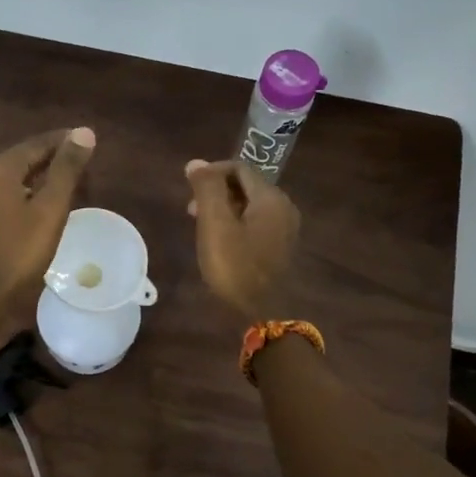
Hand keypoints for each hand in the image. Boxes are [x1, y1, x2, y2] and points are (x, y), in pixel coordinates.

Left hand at [0, 127, 95, 325]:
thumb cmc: (19, 254)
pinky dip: (27, 194)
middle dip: (54, 159)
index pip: (38, 143)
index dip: (66, 141)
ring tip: (70, 183)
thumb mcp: (50, 210)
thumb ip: (67, 169)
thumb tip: (84, 131)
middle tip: (85, 164)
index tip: (90, 142)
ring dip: (41, 177)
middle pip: (24, 158)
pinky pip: (6, 194)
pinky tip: (44, 205)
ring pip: (15, 177)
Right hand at [184, 158, 300, 318]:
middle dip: (217, 191)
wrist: (263, 313)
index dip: (212, 172)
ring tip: (201, 224)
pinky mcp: (282, 246)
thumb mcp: (215, 225)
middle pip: (247, 185)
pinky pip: (257, 222)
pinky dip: (237, 222)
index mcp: (270, 198)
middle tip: (191, 209)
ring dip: (224, 207)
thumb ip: (207, 190)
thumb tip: (196, 162)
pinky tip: (221, 240)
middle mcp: (284, 207)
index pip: (239, 168)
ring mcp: (286, 228)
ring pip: (251, 205)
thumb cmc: (235, 267)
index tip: (189, 188)